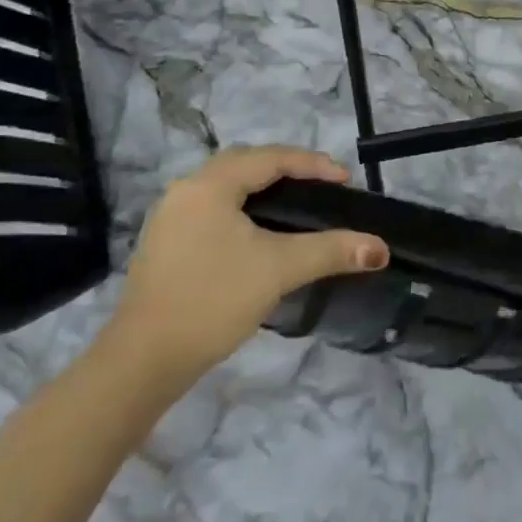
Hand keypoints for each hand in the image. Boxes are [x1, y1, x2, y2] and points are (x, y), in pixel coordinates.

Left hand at [104, 147, 388, 398]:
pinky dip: (243, 207)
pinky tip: (258, 231)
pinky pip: (213, 207)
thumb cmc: (212, 301)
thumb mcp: (279, 269)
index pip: (271, 158)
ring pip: (227, 186)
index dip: (313, 164)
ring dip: (263, 187)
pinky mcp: (165, 243)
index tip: (346, 180)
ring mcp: (170, 216)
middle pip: (247, 164)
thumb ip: (331, 251)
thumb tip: (380, 249)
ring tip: (297, 203)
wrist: (141, 363)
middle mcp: (187, 189)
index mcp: (211, 184)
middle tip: (322, 186)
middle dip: (288, 169)